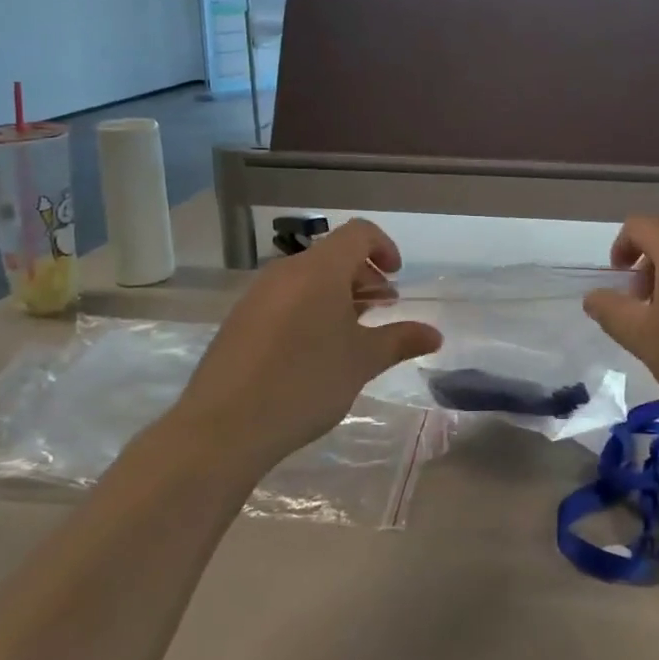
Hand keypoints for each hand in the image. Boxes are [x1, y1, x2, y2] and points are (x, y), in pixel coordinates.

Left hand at [174, 220, 441, 468]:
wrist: (224, 426)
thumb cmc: (305, 383)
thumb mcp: (361, 362)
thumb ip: (400, 340)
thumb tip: (434, 334)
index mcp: (319, 270)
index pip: (358, 233)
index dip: (384, 247)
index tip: (396, 279)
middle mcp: (286, 271)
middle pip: (332, 256)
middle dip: (363, 277)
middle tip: (381, 312)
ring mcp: (258, 295)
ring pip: (307, 279)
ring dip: (336, 295)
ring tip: (351, 334)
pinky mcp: (240, 320)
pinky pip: (284, 299)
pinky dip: (309, 309)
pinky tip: (313, 351)